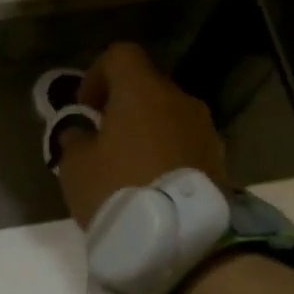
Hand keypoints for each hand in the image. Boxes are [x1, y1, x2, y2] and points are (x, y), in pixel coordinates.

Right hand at [56, 43, 230, 228]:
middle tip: (101, 140)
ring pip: (166, 116)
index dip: (97, 75)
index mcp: (142, 91)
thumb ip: (75, 138)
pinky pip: (183, 143)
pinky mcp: (219, 159)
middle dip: (121, 107)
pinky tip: (149, 184)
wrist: (182, 239)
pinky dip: (165, 154)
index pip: (121, 55)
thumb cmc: (118, 189)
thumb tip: (81, 132)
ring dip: (146, 132)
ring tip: (126, 167)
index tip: (85, 108)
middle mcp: (179, 100)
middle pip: (146, 86)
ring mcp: (205, 129)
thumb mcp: (75, 165)